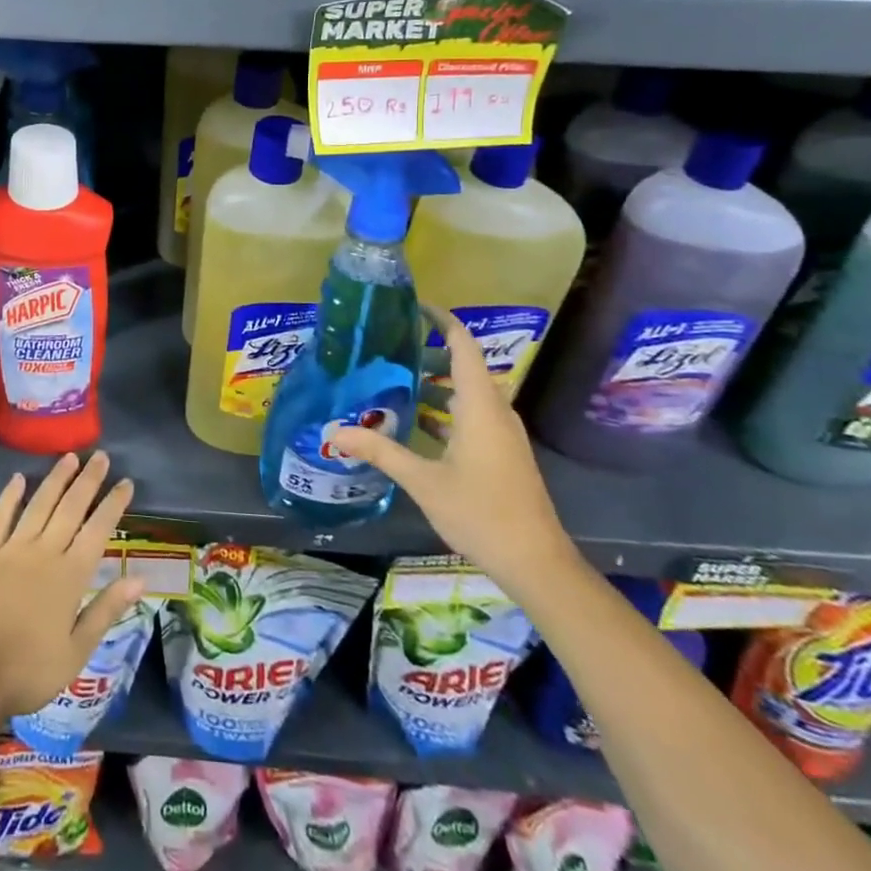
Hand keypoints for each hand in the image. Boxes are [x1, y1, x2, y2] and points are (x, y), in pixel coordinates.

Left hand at [0, 451, 144, 718]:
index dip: (113, 504)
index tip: (126, 482)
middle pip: (71, 507)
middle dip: (88, 480)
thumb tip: (139, 578)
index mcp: (70, 576)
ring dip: (56, 478)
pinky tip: (18, 478)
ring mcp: (12, 549)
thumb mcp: (77, 651)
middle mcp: (44, 552)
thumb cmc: (29, 671)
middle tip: (101, 456)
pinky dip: (10, 495)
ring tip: (70, 457)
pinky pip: (1, 516)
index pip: (98, 529)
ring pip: (39, 504)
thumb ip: (106, 609)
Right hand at [332, 315, 576, 596]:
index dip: (442, 321)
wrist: (537, 563)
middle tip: (387, 349)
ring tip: (392, 382)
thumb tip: (333, 432)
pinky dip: (443, 410)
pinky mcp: (502, 452)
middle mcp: (495, 411)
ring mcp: (502, 433)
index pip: (463, 346)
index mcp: (480, 406)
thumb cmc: (481, 512)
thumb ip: (379, 451)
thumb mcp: (423, 481)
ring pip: (466, 393)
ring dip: (434, 385)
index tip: (413, 306)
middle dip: (427, 354)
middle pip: (463, 367)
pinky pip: (470, 415)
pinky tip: (414, 424)